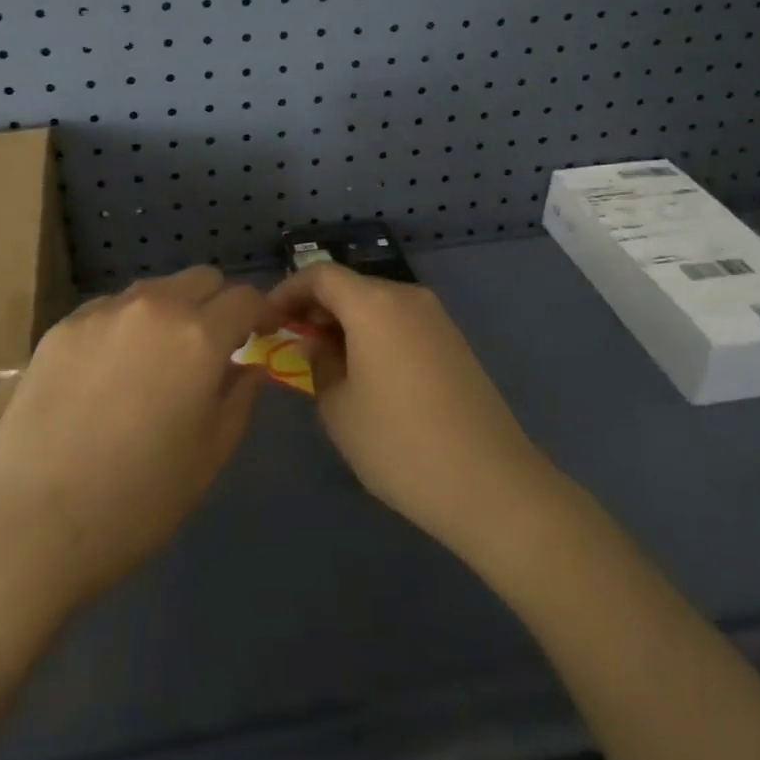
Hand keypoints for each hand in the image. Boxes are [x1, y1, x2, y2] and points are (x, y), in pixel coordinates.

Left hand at [0, 266, 270, 615]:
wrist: (30, 523)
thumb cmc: (136, 501)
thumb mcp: (209, 456)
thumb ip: (239, 398)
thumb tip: (248, 365)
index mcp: (198, 336)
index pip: (245, 297)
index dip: (260, 312)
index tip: (260, 334)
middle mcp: (154, 307)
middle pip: (201, 278)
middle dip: (217, 303)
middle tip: (210, 347)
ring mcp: (103, 312)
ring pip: (154, 290)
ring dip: (171, 311)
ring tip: (156, 361)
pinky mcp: (63, 325)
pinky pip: (111, 309)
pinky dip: (126, 327)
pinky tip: (108, 374)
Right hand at [270, 264, 550, 557]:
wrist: (491, 484)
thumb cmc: (400, 443)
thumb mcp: (339, 408)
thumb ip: (318, 364)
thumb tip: (315, 344)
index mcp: (374, 303)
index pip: (320, 275)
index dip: (288, 291)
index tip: (268, 320)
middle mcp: (406, 296)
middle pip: (350, 286)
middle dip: (316, 309)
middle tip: (292, 345)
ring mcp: (435, 318)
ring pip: (376, 305)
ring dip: (346, 323)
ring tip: (325, 364)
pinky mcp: (453, 342)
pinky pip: (401, 323)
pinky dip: (374, 335)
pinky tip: (366, 375)